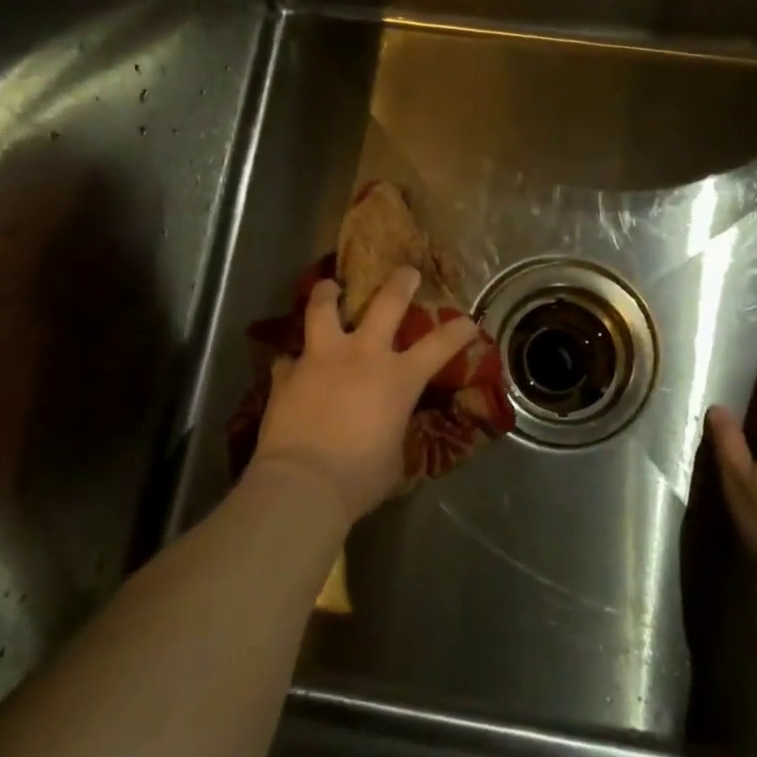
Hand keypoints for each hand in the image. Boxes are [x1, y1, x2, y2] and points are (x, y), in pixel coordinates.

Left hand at [253, 265, 481, 524]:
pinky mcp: (287, 374)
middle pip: (385, 304)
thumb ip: (395, 429)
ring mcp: (321, 359)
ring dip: (328, 294)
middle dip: (399, 283)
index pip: (439, 346)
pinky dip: (293, 361)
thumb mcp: (394, 455)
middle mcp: (362, 356)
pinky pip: (289, 358)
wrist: (303, 484)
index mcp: (398, 379)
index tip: (468, 321)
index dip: (458, 331)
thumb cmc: (359, 478)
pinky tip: (292, 367)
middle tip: (406, 272)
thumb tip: (390, 424)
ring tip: (329, 286)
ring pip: (323, 309)